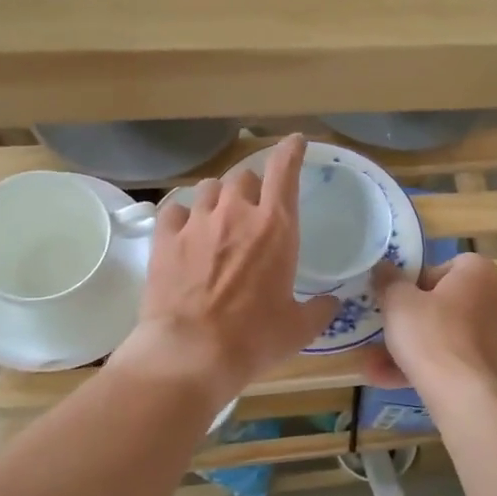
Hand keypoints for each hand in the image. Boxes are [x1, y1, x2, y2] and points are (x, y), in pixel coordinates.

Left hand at [113, 134, 338, 405]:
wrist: (192, 353)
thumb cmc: (254, 339)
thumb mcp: (299, 328)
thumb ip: (319, 309)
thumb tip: (331, 303)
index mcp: (276, 227)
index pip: (284, 170)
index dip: (291, 151)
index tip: (296, 142)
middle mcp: (236, 213)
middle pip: (243, 176)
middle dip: (251, 188)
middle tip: (253, 211)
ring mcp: (197, 223)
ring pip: (209, 188)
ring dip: (219, 198)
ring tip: (219, 220)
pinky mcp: (165, 238)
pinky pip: (175, 210)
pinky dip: (184, 216)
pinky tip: (186, 233)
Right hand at [367, 253, 496, 394]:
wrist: (464, 395)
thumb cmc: (431, 334)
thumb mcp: (397, 301)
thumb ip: (388, 280)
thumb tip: (383, 267)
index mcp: (480, 271)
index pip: (443, 267)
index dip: (414, 282)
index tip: (394, 300)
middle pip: (444, 302)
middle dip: (410, 319)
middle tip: (383, 329)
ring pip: (445, 334)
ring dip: (410, 347)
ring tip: (373, 363)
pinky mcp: (492, 365)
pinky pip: (452, 358)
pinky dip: (425, 366)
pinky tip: (387, 380)